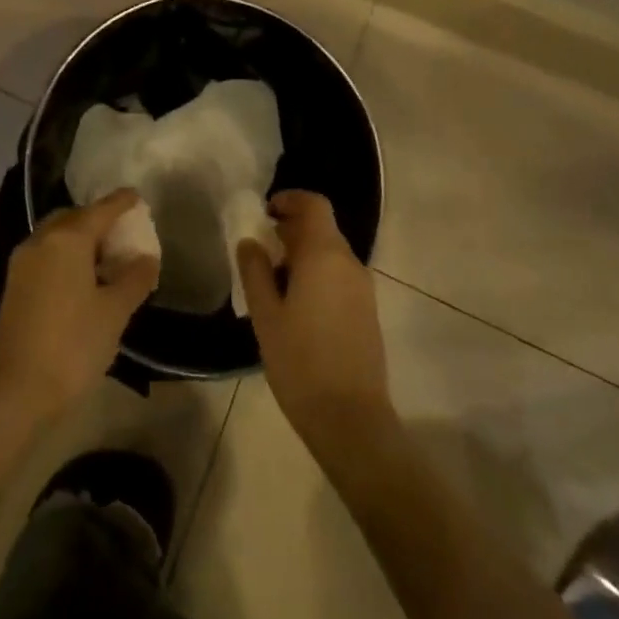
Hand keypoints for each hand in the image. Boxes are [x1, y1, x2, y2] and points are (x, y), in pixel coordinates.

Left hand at [0, 190, 158, 415]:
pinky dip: (65, 254)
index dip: (121, 202)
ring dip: (79, 238)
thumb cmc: (72, 344)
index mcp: (68, 238)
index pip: (101, 209)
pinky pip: (46, 253)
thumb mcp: (114, 312)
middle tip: (121, 233)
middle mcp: (42, 239)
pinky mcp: (14, 283)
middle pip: (74, 217)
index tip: (137, 196)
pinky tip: (81, 278)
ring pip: (56, 235)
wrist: (15, 388)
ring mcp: (23, 261)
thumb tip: (147, 258)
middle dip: (97, 219)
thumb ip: (134, 279)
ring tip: (104, 258)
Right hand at [237, 191, 396, 459]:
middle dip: (292, 228)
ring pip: (331, 252)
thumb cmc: (300, 361)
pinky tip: (296, 302)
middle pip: (322, 227)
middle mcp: (349, 263)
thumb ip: (255, 270)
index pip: (314, 204)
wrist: (351, 419)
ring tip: (274, 277)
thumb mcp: (265, 314)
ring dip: (304, 252)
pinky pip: (339, 275)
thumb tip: (250, 241)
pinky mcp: (367, 311)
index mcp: (324, 255)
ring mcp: (363, 288)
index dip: (290, 199)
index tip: (265, 212)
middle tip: (262, 246)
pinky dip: (318, 272)